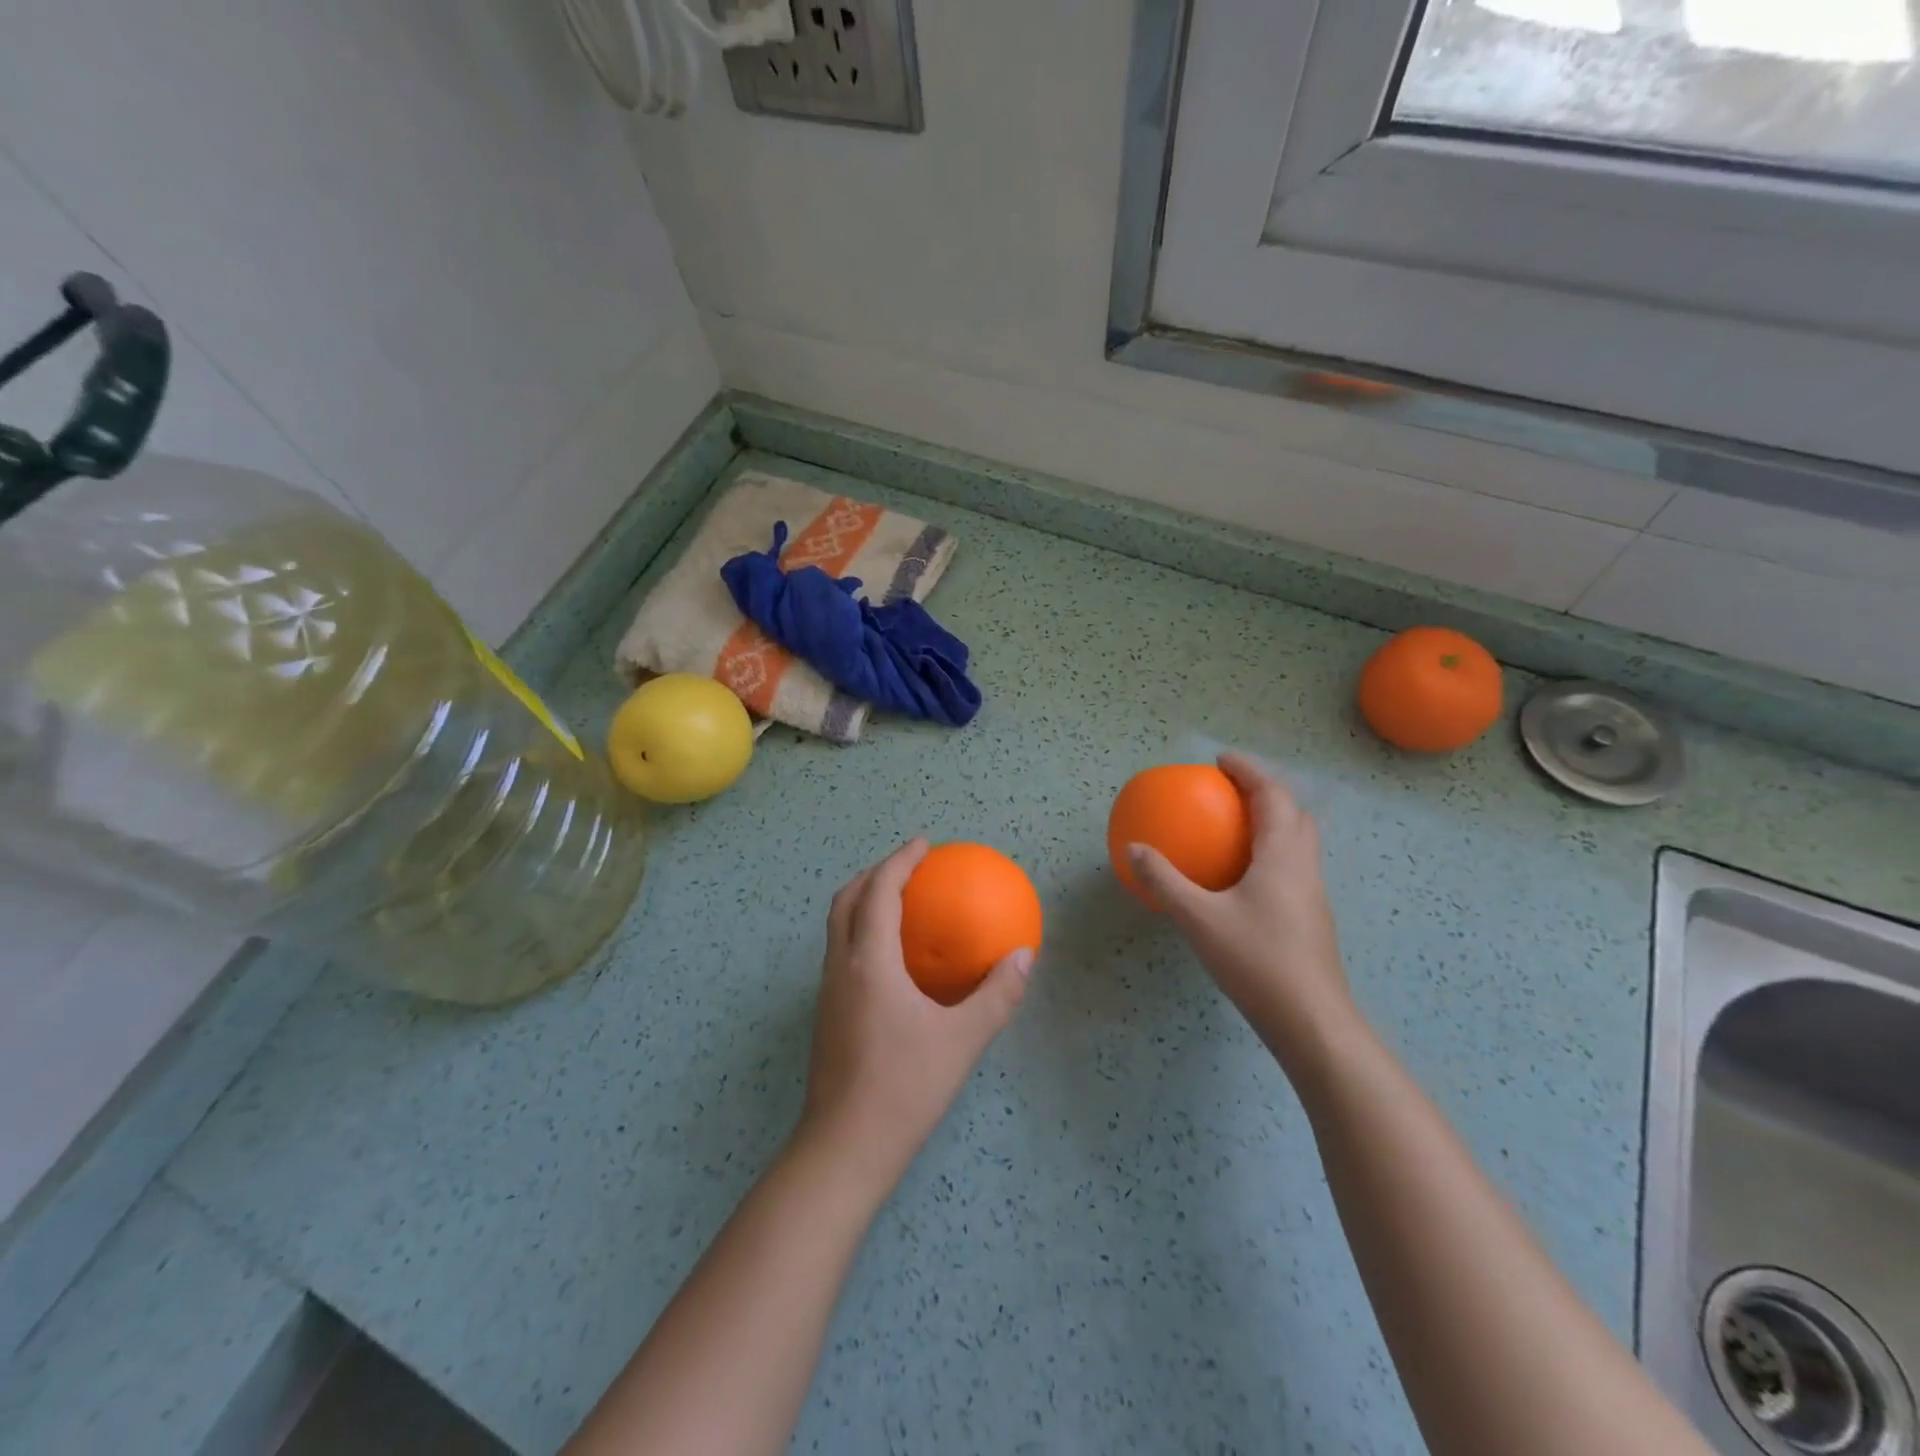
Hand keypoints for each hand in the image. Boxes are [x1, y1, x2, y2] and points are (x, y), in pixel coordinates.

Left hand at [794, 839, 1034, 1197]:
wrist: (844, 1148)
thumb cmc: (904, 1088)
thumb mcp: (961, 1041)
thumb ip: (996, 996)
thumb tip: (1025, 956)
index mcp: (868, 962)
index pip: (879, 892)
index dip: (899, 861)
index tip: (924, 844)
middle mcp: (840, 967)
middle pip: (846, 900)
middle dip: (874, 873)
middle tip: (908, 865)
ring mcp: (828, 992)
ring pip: (837, 927)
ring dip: (862, 901)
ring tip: (898, 901)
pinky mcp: (827, 1015)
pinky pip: (841, 952)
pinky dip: (861, 931)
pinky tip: (891, 958)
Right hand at [1127, 754, 1356, 1075]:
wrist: (1311, 1022)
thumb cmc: (1257, 961)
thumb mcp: (1199, 918)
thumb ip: (1165, 880)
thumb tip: (1133, 848)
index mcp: (1283, 856)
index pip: (1272, 797)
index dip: (1249, 772)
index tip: (1221, 761)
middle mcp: (1304, 867)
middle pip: (1294, 815)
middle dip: (1266, 794)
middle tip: (1230, 791)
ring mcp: (1312, 895)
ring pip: (1299, 843)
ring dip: (1273, 824)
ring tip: (1235, 828)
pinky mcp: (1311, 919)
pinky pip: (1292, 868)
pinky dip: (1271, 854)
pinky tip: (1242, 880)